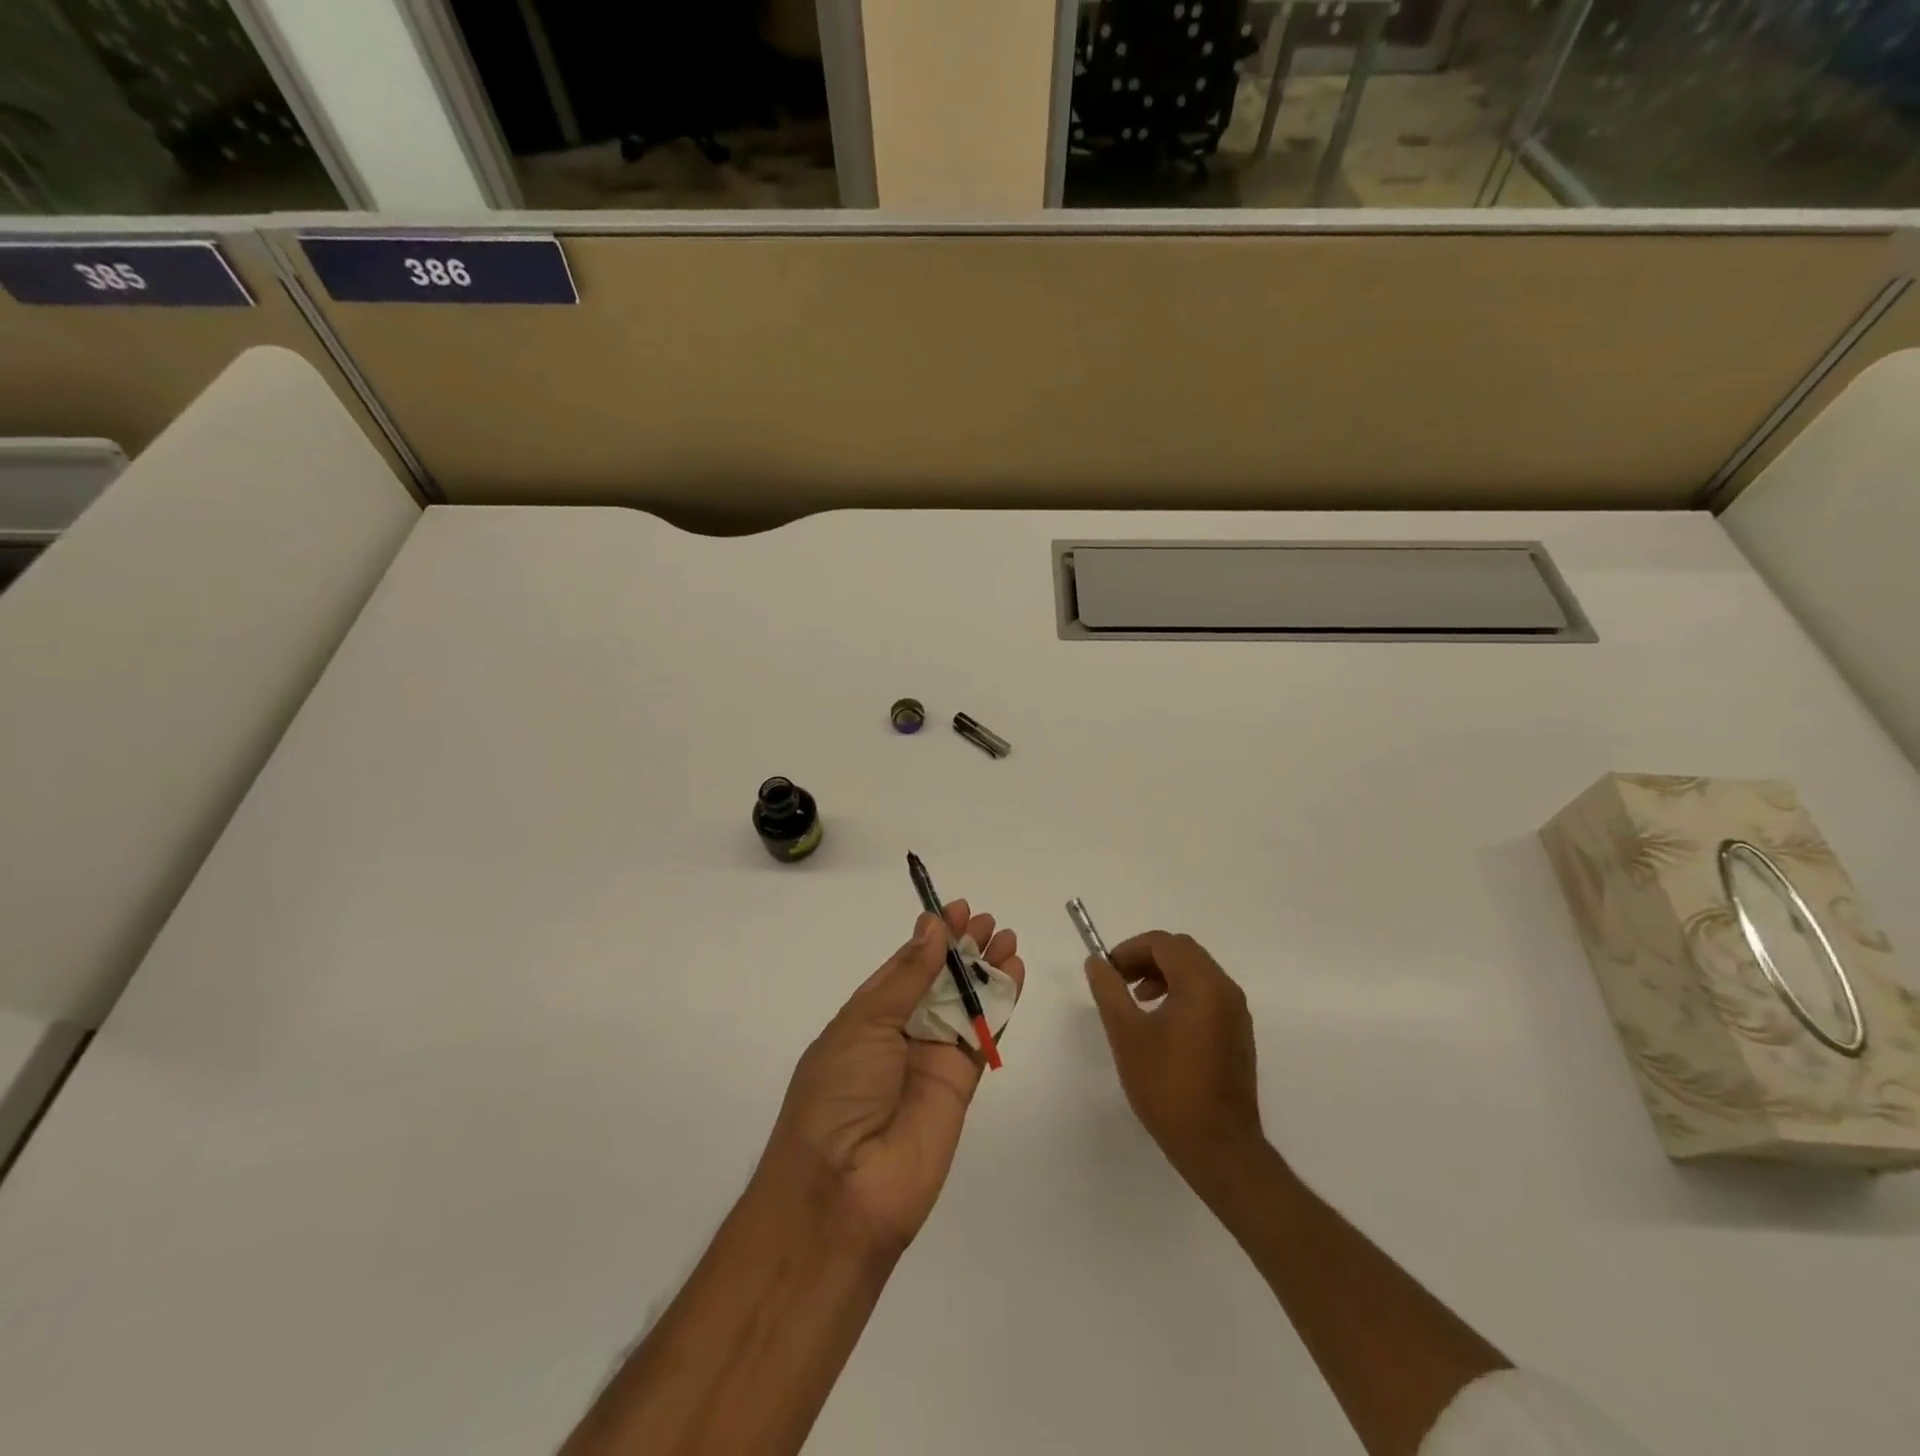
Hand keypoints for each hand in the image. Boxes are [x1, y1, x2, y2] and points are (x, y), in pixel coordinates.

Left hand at [766, 901, 1023, 1254]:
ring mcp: (931, 1059)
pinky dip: (1001, 1005)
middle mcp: (899, 1034)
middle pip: (938, 981)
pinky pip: (984, 1035)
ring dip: (986, 971)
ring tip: (1006, 938)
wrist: (845, 1191)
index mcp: (866, 1017)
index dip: (930, 938)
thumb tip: (932, 927)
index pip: (904, 967)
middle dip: (962, 949)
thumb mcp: (864, 1024)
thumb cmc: (839, 1094)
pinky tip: (1015, 974)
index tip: (955, 908)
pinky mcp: (961, 1084)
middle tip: (987, 921)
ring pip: (965, 1004)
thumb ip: (907, 977)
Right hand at [1083, 931, 1265, 1193]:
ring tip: (1137, 1003)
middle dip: (1146, 959)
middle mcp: (1225, 990)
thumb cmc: (1168, 1087)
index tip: (1107, 972)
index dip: (1130, 950)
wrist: (1219, 1148)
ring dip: (1164, 976)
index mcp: (1202, 984)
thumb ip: (1109, 991)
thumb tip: (1096, 963)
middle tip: (1120, 982)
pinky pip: (1208, 996)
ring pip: (1197, 973)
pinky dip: (1181, 994)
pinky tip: (1162, 1027)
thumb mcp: (1127, 1034)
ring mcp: (1237, 1014)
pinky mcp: (1238, 1035)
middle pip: (1183, 952)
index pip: (1164, 943)